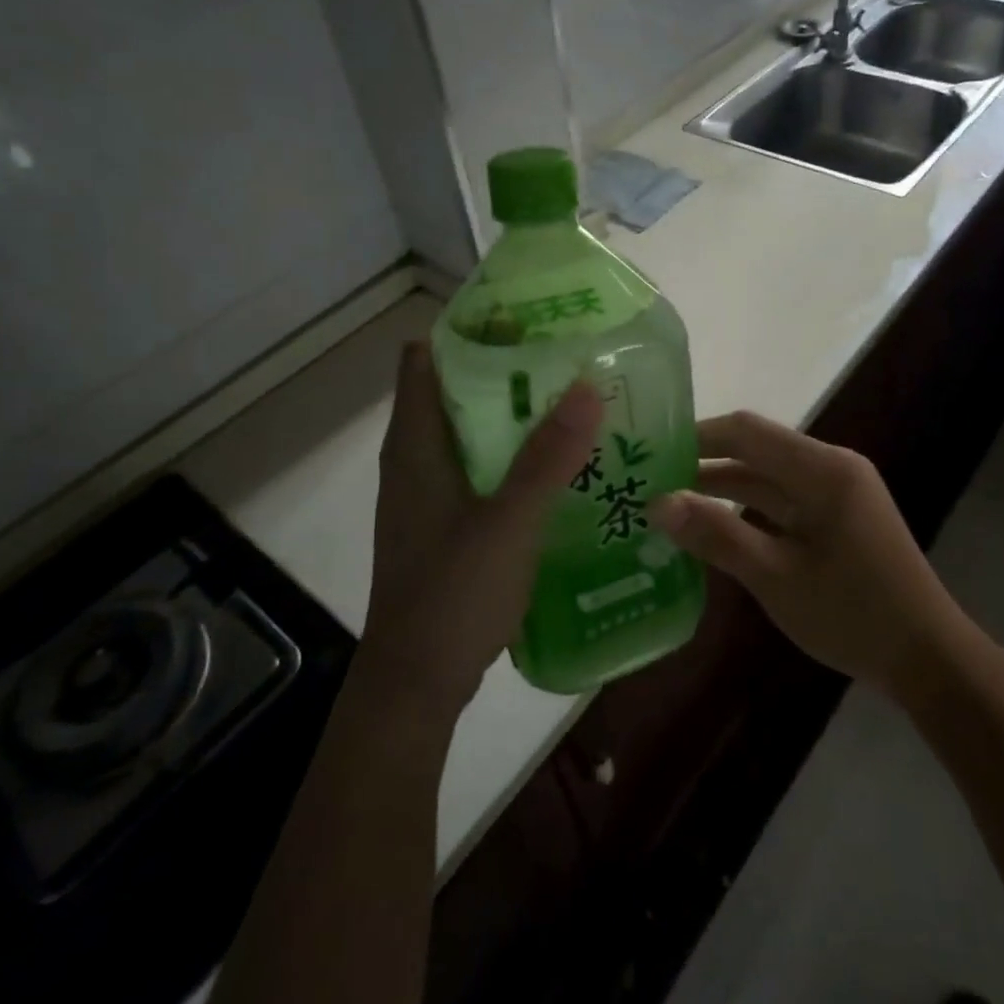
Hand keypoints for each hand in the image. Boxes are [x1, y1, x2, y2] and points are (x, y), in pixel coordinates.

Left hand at [361, 341, 602, 720]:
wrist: (416, 682)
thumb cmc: (452, 595)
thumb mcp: (508, 522)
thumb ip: (548, 457)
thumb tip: (588, 385)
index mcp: (415, 445)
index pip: (425, 359)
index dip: (468, 331)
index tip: (525, 321)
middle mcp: (416, 460)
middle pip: (455, 392)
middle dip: (508, 372)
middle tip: (569, 361)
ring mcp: (430, 494)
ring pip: (473, 434)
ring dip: (516, 417)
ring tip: (576, 406)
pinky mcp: (447, 523)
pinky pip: (482, 470)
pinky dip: (515, 458)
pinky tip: (561, 468)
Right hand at [647, 412, 962, 695]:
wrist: (927, 658)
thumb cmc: (853, 614)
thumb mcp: (776, 577)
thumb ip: (717, 535)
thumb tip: (657, 503)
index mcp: (822, 470)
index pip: (747, 431)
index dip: (696, 437)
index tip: (649, 453)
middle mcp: (831, 468)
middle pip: (756, 450)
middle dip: (703, 463)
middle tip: (648, 481)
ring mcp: (838, 493)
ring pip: (768, 477)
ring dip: (723, 488)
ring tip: (668, 505)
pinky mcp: (839, 517)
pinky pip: (784, 501)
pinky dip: (748, 510)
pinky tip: (713, 529)